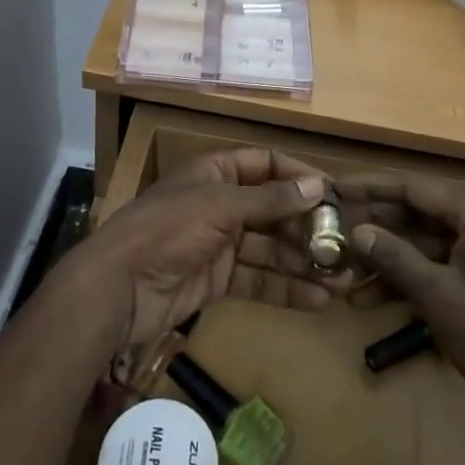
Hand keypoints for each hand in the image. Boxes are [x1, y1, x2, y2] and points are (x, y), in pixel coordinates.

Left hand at [66, 148, 333, 353]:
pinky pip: (258, 281)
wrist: (118, 288)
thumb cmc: (168, 230)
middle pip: (272, 210)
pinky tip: (318, 300)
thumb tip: (319, 187)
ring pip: (270, 249)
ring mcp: (219, 245)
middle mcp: (220, 204)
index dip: (299, 176)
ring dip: (304, 262)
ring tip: (343, 278)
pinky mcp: (217, 282)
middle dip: (308, 226)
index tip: (336, 193)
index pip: (266, 165)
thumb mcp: (219, 206)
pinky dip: (286, 290)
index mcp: (216, 173)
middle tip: (346, 244)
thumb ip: (269, 199)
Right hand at [340, 174, 464, 444]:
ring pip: (422, 244)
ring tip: (343, 272)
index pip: (413, 187)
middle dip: (375, 226)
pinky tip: (370, 301)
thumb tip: (357, 230)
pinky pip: (435, 269)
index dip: (371, 186)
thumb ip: (395, 258)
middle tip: (332, 230)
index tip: (334, 188)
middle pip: (416, 213)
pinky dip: (406, 281)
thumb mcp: (438, 296)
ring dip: (386, 259)